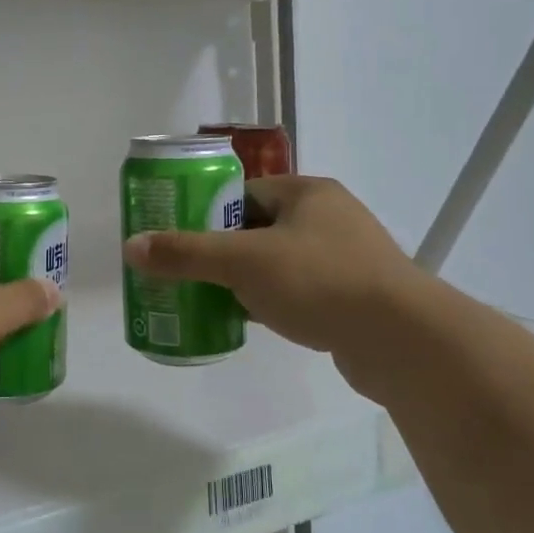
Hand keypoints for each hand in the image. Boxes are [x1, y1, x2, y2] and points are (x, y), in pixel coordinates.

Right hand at [122, 175, 423, 366]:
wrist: (402, 340)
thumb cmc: (319, 281)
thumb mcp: (243, 262)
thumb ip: (186, 253)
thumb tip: (131, 248)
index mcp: (307, 192)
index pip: (244, 192)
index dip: (207, 212)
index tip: (178, 236)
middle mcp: (329, 217)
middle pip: (258, 228)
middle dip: (221, 251)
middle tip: (186, 272)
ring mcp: (346, 258)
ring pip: (278, 263)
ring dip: (245, 279)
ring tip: (208, 297)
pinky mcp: (353, 297)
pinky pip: (299, 291)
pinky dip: (271, 302)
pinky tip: (247, 320)